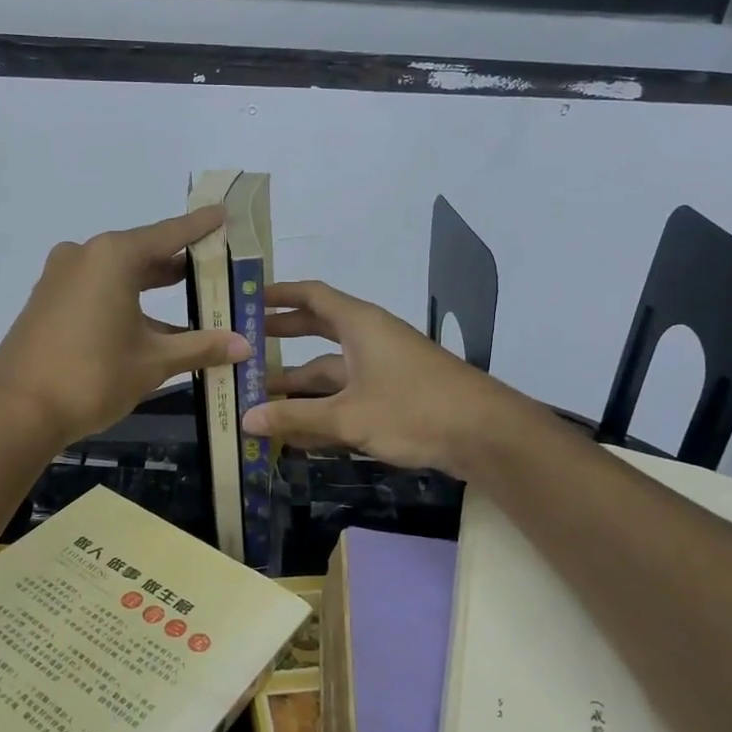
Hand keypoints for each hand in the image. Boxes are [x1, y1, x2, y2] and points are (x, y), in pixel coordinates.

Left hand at [0, 207, 251, 446]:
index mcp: (113, 257)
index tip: (222, 212)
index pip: (168, 234)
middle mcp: (84, 256)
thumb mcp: (153, 362)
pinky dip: (125, 301)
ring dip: (151, 287)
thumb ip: (200, 347)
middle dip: (178, 262)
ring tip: (191, 296)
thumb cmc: (93, 377)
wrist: (16, 412)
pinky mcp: (47, 301)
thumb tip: (244, 345)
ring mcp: (60, 278)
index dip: (199, 226)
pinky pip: (96, 290)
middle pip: (142, 252)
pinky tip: (150, 325)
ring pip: (118, 274)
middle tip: (214, 264)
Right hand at [243, 281, 507, 474]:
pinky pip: (348, 398)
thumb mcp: (348, 415)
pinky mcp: (394, 399)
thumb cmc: (414, 409)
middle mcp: (369, 340)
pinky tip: (297, 437)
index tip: (248, 301)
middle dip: (283, 340)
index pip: (312, 296)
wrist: (486, 436)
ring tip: (258, 402)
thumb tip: (246, 419)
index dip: (279, 295)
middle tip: (245, 347)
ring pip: (331, 373)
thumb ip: (296, 418)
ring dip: (298, 388)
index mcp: (360, 325)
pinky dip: (323, 412)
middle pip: (317, 333)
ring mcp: (383, 370)